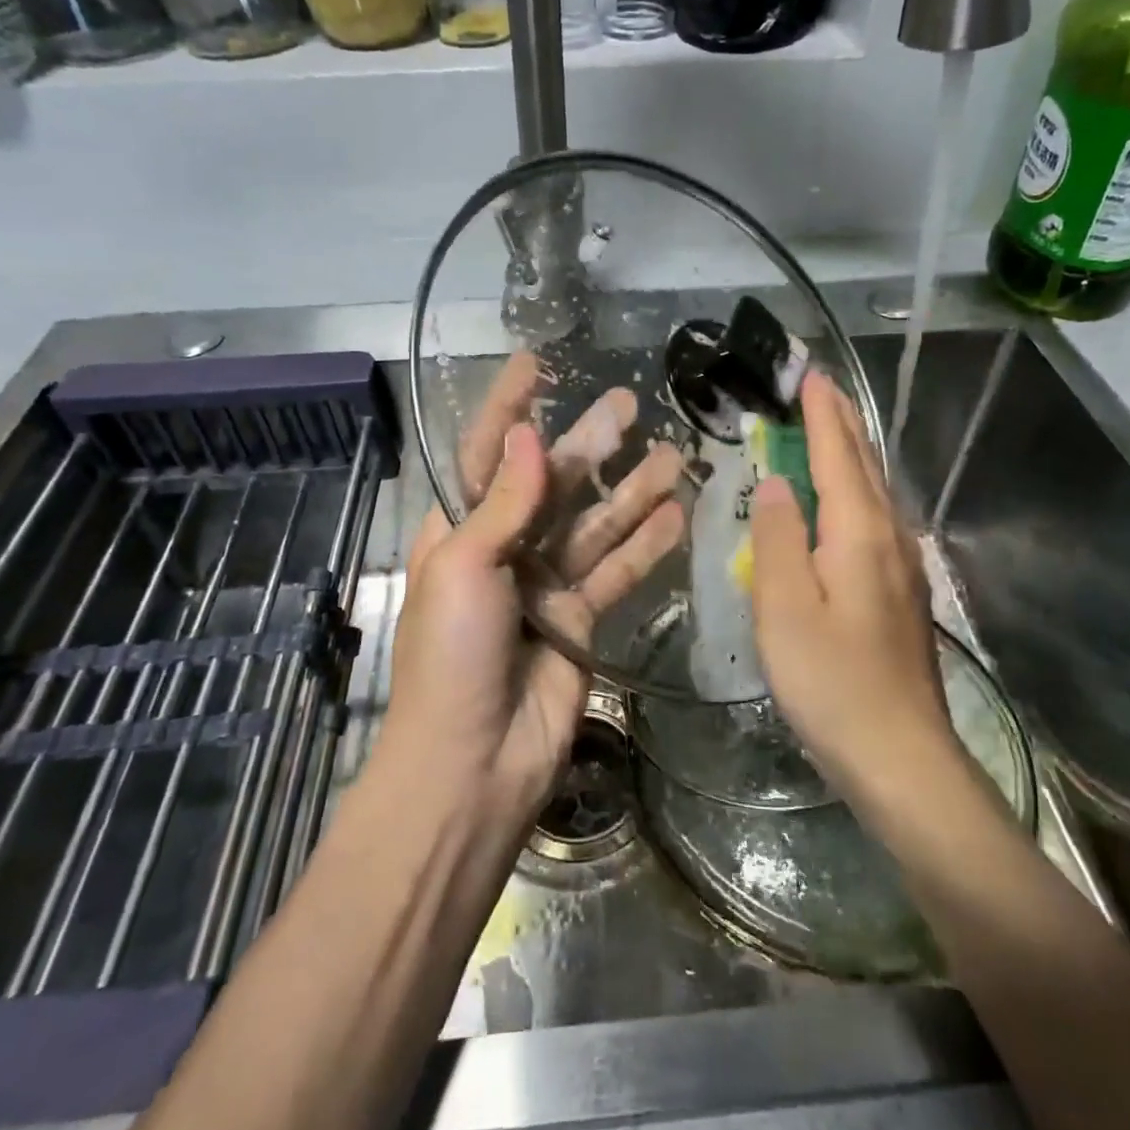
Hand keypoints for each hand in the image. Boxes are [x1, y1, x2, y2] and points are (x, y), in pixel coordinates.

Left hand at [383, 354, 683, 814]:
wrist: (472, 766)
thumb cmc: (451, 658)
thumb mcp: (465, 568)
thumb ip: (503, 503)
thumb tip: (526, 434)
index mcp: (461, 530)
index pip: (486, 453)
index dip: (508, 406)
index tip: (536, 363)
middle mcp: (504, 549)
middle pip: (554, 483)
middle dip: (591, 443)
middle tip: (630, 403)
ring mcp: (546, 585)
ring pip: (596, 524)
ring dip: (633, 490)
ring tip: (675, 454)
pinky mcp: (580, 619)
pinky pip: (617, 571)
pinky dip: (646, 545)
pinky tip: (678, 515)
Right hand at [749, 371, 956, 801]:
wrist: (901, 756)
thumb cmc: (832, 681)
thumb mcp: (784, 609)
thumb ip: (776, 538)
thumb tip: (775, 482)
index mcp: (858, 532)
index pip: (836, 454)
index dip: (821, 414)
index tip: (810, 375)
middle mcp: (888, 537)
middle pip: (863, 465)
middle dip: (841, 423)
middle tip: (819, 389)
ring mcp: (901, 566)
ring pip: (873, 491)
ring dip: (850, 453)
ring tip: (829, 430)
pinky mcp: (900, 593)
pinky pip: (874, 519)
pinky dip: (854, 490)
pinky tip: (844, 504)